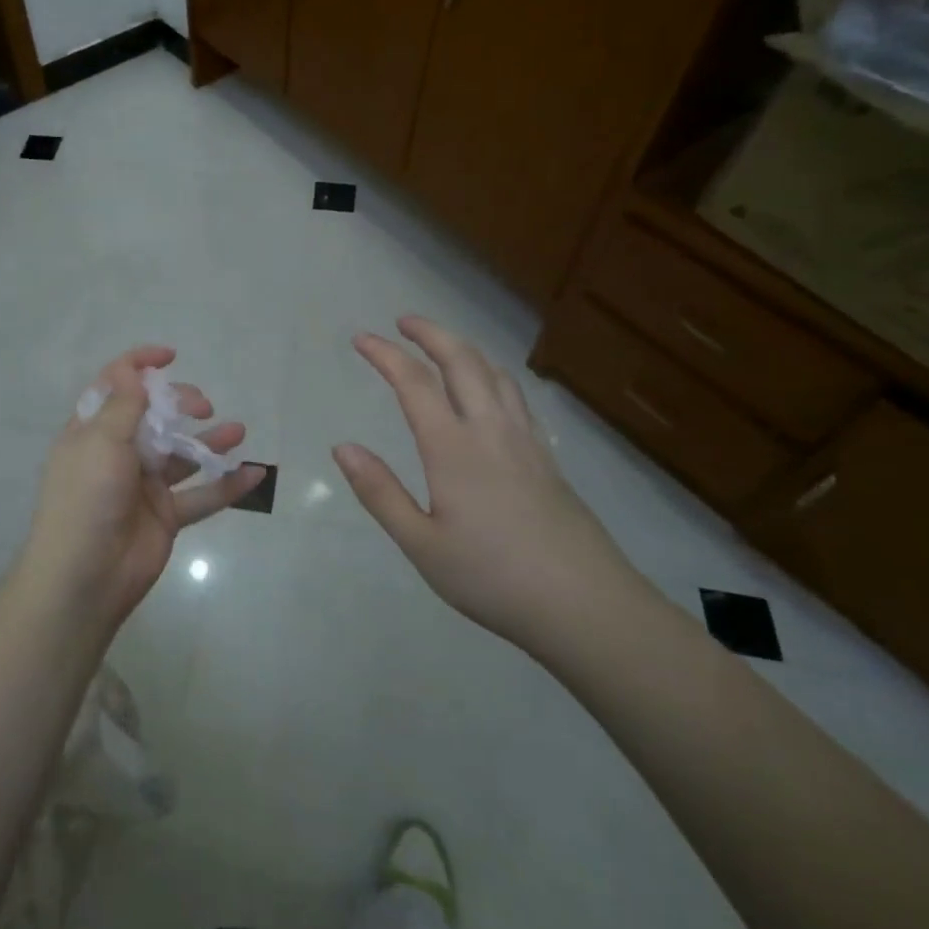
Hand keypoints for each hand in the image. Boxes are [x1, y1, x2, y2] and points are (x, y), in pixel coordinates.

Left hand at [22, 346, 265, 631]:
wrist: (85, 578)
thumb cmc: (86, 500)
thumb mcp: (100, 443)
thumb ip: (123, 406)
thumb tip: (132, 369)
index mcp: (93, 431)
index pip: (115, 387)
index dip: (139, 365)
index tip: (170, 355)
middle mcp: (118, 453)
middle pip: (155, 417)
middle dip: (181, 404)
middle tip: (202, 406)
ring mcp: (143, 486)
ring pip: (182, 455)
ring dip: (210, 441)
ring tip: (239, 430)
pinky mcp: (165, 516)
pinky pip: (201, 495)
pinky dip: (227, 485)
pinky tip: (254, 473)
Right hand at [332, 316, 642, 648]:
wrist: (586, 607)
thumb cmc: (493, 578)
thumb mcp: (421, 544)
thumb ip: (380, 492)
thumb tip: (342, 447)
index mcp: (454, 449)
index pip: (415, 384)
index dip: (386, 355)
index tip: (361, 338)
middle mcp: (491, 432)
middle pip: (463, 363)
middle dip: (431, 334)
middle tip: (404, 321)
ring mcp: (526, 443)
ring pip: (496, 375)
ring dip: (465, 349)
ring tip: (443, 346)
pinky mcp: (548, 460)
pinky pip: (517, 398)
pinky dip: (494, 376)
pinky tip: (491, 391)